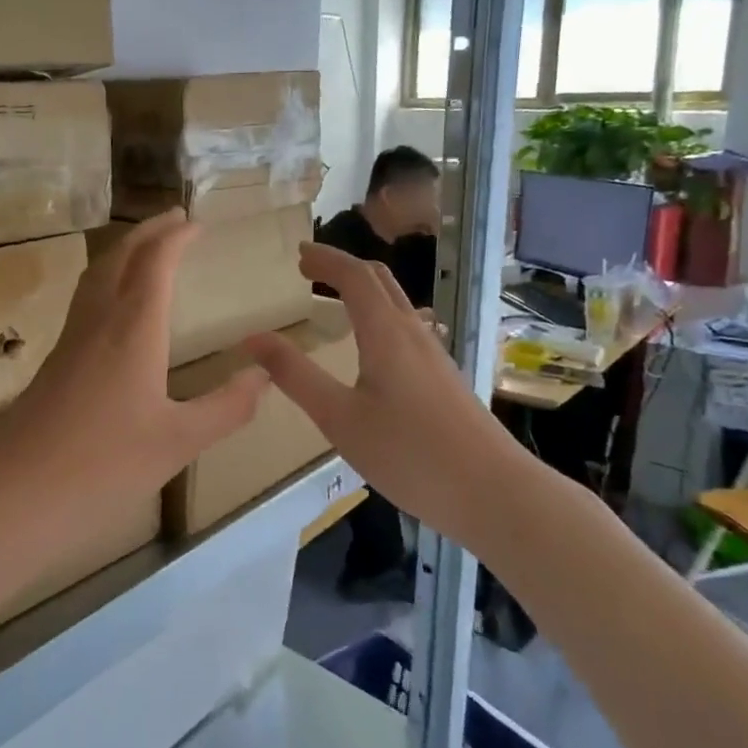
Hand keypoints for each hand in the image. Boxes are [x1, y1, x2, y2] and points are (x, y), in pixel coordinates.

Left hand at [0, 212, 269, 533]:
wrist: (13, 496)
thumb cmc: (103, 467)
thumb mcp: (179, 442)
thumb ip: (227, 407)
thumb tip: (264, 374)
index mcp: (133, 330)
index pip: (155, 263)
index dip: (175, 237)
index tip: (196, 222)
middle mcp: (97, 323)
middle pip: (119, 258)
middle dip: (147, 232)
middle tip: (174, 219)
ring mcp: (69, 342)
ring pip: (95, 277)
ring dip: (123, 253)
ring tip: (146, 250)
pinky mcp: (53, 364)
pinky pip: (84, 303)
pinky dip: (107, 283)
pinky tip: (114, 310)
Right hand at [244, 243, 500, 526]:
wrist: (493, 493)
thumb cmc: (408, 453)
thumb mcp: (339, 417)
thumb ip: (295, 376)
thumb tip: (253, 338)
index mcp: (386, 333)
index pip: (354, 276)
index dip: (325, 259)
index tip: (298, 255)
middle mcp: (414, 333)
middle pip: (381, 281)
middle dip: (343, 267)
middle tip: (310, 269)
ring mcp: (434, 356)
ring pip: (397, 304)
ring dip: (363, 290)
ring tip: (334, 299)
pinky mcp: (444, 379)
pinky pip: (407, 328)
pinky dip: (379, 315)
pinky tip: (371, 346)